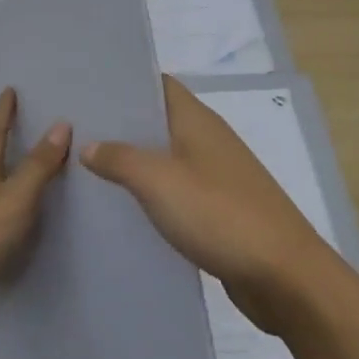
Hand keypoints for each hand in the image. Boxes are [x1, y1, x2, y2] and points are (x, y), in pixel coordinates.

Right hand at [83, 75, 337, 333]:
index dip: (124, 82)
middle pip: (159, 121)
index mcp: (198, 121)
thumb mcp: (159, 181)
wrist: (284, 276)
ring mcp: (216, 177)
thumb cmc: (220, 214)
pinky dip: (151, 196)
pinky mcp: (219, 211)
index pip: (158, 84)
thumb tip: (89, 145)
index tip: (86, 87)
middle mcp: (208, 141)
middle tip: (74, 130)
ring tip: (86, 167)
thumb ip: (120, 158)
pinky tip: (122, 209)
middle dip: (121, 125)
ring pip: (166, 159)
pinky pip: (176, 193)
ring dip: (133, 163)